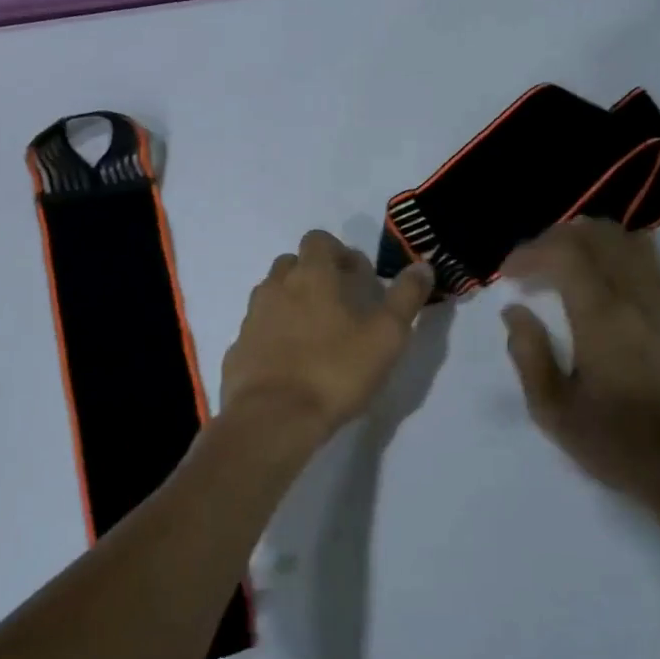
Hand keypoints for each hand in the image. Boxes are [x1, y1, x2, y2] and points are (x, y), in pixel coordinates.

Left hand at [221, 230, 434, 439]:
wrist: (273, 418)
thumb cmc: (336, 370)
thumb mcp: (387, 336)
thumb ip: (406, 297)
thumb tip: (422, 266)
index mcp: (311, 275)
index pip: (318, 240)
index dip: (340, 253)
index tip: (358, 280)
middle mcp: (275, 287)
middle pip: (292, 265)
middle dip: (314, 276)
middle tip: (339, 307)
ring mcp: (251, 318)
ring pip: (272, 296)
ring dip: (292, 304)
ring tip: (316, 336)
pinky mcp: (237, 349)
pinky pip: (258, 330)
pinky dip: (274, 336)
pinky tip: (291, 364)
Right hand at [500, 219, 659, 506]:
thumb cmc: (613, 443)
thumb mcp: (552, 409)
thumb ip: (528, 353)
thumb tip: (515, 311)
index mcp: (603, 319)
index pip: (566, 255)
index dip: (530, 253)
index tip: (507, 274)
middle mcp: (638, 299)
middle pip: (599, 236)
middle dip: (556, 238)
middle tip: (529, 263)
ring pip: (630, 240)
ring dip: (591, 239)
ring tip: (562, 260)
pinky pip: (652, 260)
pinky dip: (621, 251)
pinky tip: (603, 273)